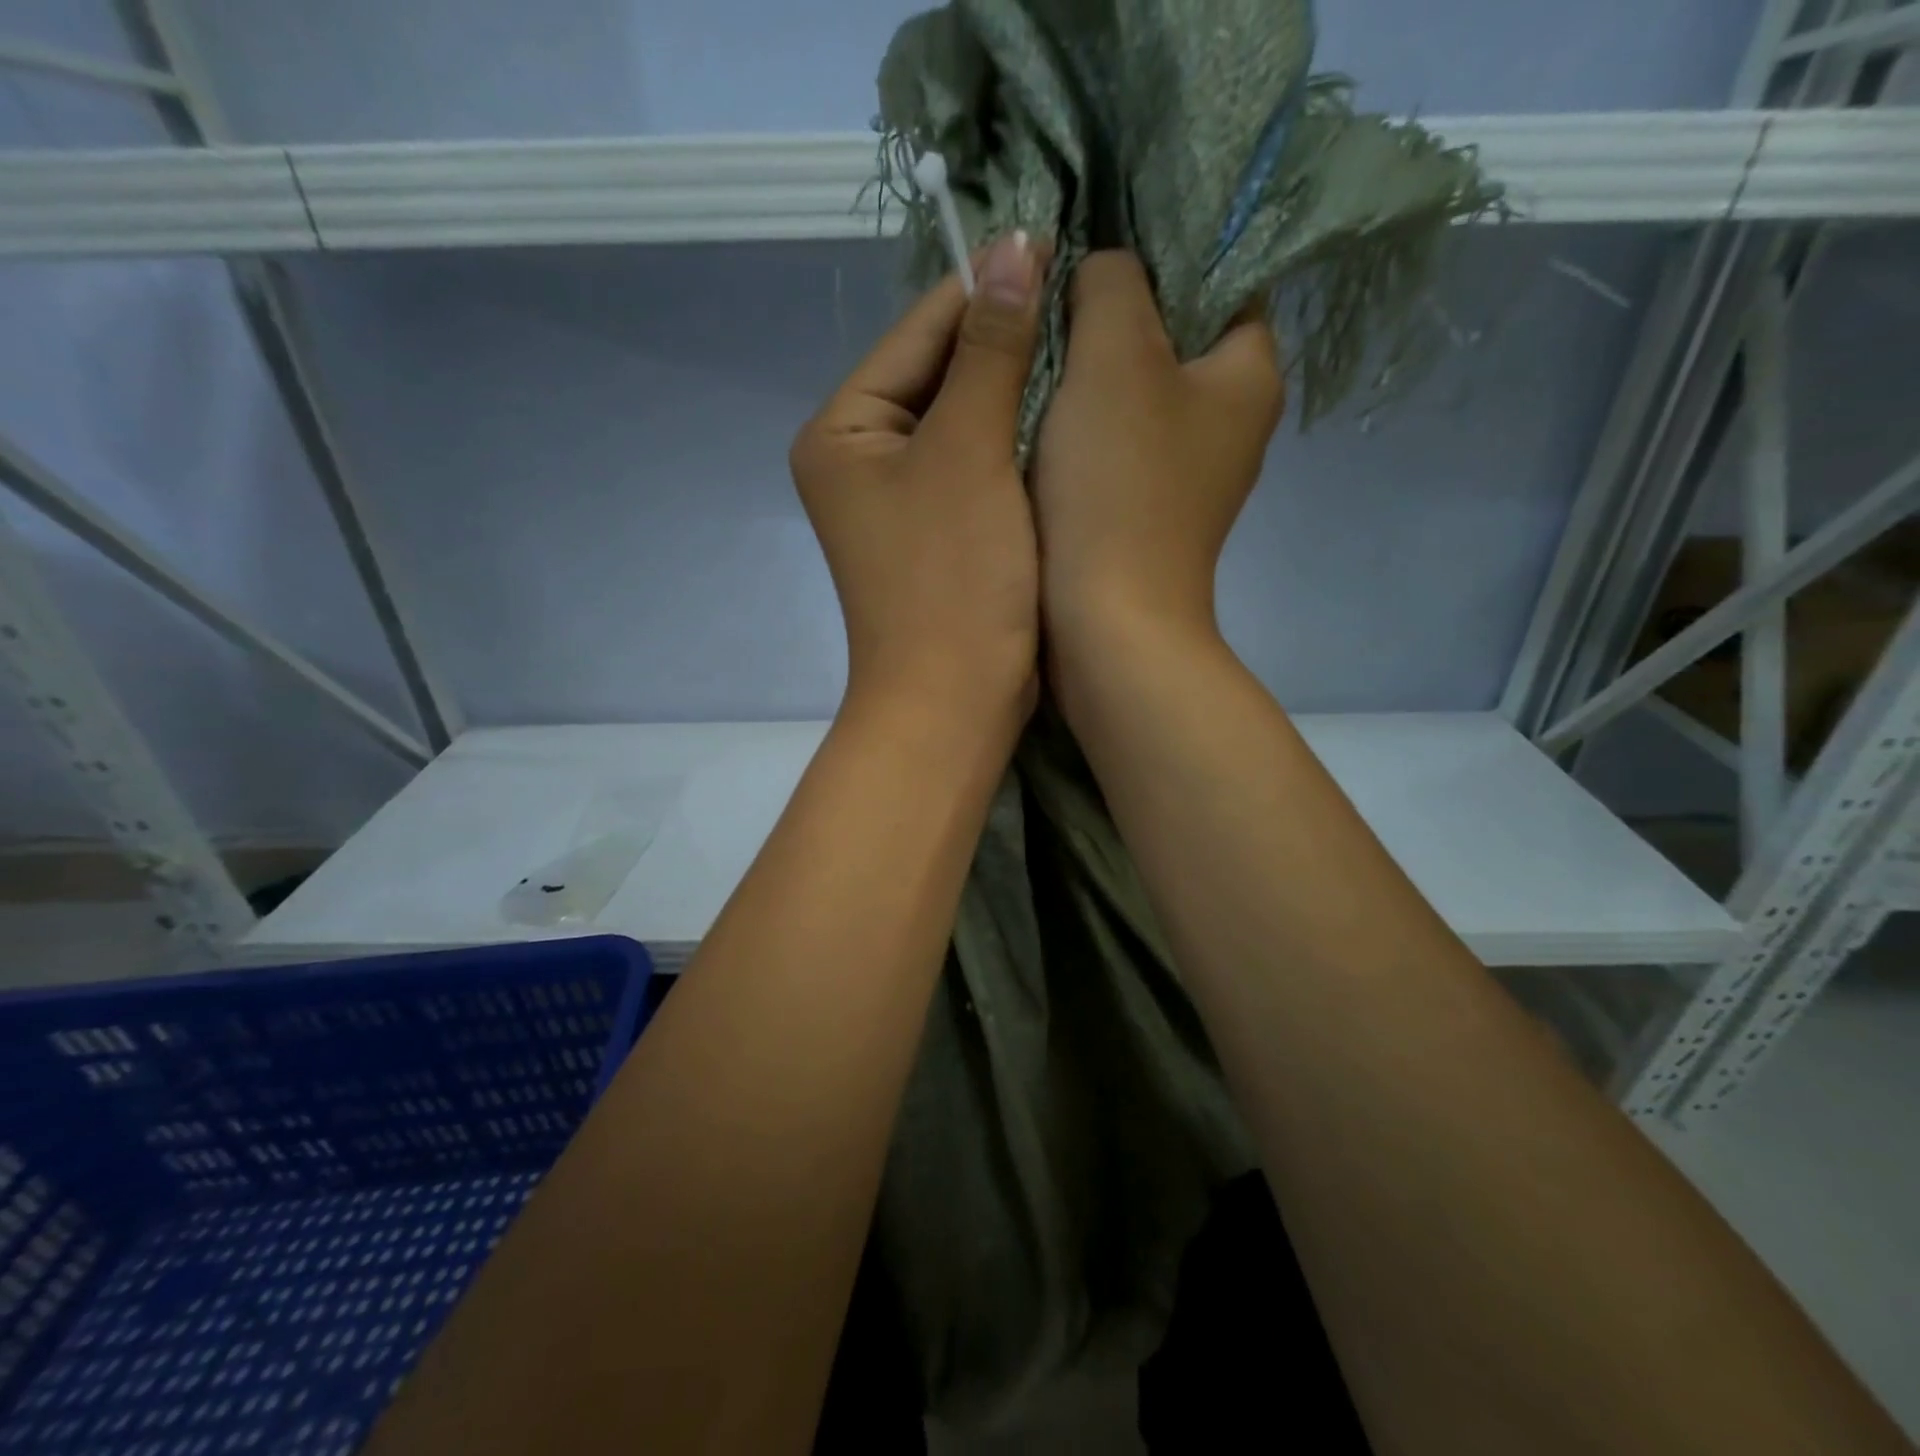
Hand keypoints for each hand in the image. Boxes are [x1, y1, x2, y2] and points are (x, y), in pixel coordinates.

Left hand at [792, 232, 1046, 730]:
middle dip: (1004, 342)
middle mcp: (860, 458)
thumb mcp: (970, 453)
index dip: (985, 289)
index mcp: (843, 430)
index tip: (1057, 247)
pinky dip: (1014, 443)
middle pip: (938, 375)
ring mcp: (898, 500)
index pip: (918, 332)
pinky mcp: (936, 533)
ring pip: (963, 421)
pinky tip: (1063, 417)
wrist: (954, 700)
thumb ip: (990, 350)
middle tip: (1083, 297)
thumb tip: (1015, 247)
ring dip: (1015, 390)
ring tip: (1084, 344)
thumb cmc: (953, 578)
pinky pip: (976, 466)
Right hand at [1033, 251, 1283, 657]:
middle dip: (1110, 317)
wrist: (1106, 623)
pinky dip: (1078, 432)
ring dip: (1085, 377)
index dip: (1158, 250)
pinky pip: (1111, 449)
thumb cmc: (1118, 486)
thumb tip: (1101, 273)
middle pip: (1170, 338)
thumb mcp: (1115, 355)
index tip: (1089, 248)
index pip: (1221, 276)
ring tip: (1030, 354)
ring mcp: (1185, 476)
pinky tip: (1035, 423)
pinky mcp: (1143, 514)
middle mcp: (1229, 423)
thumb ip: (1112, 284)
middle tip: (1048, 300)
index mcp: (1249, 373)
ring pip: (1134, 397)